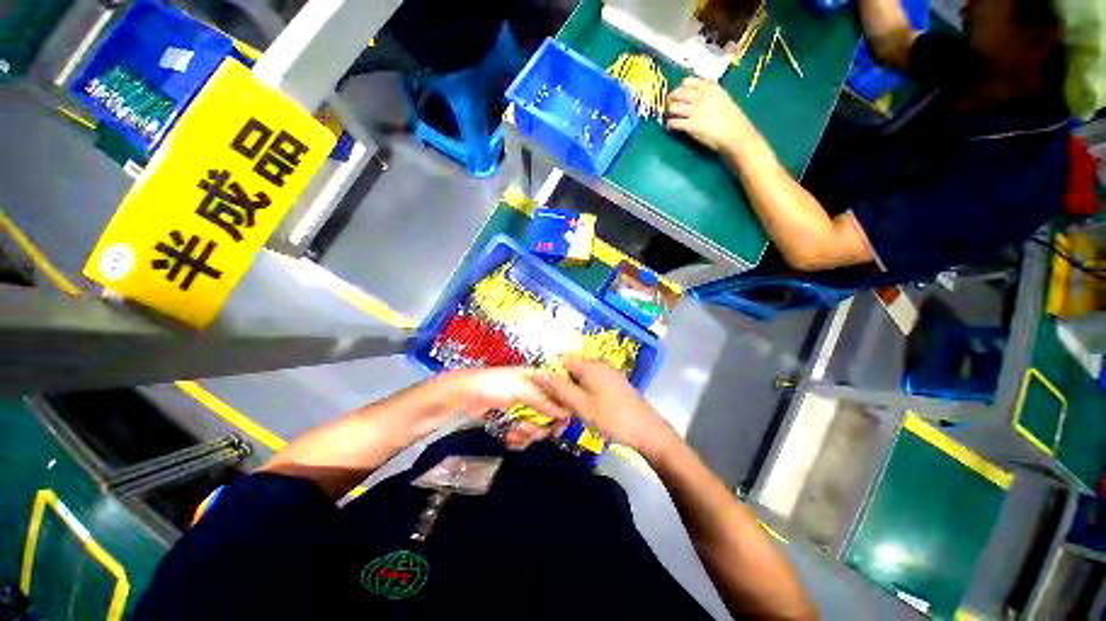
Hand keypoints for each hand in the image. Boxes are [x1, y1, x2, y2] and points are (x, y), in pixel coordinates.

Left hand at [431, 368, 572, 450]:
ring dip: (527, 434)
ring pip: (538, 427)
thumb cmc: (494, 385)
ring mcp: (524, 407)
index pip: (562, 395)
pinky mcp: (513, 419)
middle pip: (552, 416)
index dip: (563, 411)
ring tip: (513, 433)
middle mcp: (536, 393)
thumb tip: (567, 413)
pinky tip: (509, 439)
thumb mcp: (522, 389)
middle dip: (540, 427)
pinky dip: (518, 440)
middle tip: (526, 428)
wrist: (463, 395)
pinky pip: (525, 434)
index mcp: (541, 380)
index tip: (559, 427)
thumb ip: (544, 400)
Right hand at [533, 356, 679, 459]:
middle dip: (562, 383)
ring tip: (572, 409)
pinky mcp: (615, 382)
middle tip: (559, 404)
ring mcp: (608, 372)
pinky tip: (588, 408)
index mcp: (589, 364)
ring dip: (574, 389)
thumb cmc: (610, 416)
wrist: (647, 430)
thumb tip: (536, 372)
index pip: (561, 359)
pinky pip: (593, 381)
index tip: (546, 391)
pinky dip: (585, 391)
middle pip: (572, 367)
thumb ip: (558, 388)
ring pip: (582, 376)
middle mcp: (598, 363)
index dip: (551, 372)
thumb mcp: (580, 404)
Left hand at [667, 77, 752, 153]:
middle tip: (669, 104)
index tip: (678, 92)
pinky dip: (670, 124)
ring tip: (669, 115)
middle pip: (678, 94)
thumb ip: (711, 93)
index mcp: (710, 87)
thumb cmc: (731, 118)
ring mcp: (694, 111)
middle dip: (671, 98)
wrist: (734, 133)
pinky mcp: (690, 125)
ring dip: (669, 111)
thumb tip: (700, 91)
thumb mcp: (723, 98)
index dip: (680, 88)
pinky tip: (670, 126)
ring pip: (674, 107)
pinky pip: (674, 122)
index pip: (688, 82)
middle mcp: (701, 96)